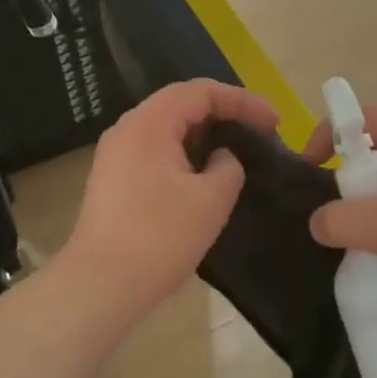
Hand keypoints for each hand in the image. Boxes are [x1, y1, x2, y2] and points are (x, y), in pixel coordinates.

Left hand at [62, 80, 279, 319]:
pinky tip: (206, 176)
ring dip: (205, 135)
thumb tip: (222, 158)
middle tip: (260, 132)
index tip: (275, 122)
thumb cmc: (160, 236)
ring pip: (168, 129)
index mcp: (150, 123)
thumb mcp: (211, 198)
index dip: (243, 101)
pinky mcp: (114, 181)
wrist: (101, 285)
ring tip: (238, 151)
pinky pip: (156, 152)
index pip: (201, 91)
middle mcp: (128, 129)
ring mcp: (116, 156)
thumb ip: (228, 166)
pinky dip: (186, 154)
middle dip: (225, 113)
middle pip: (182, 104)